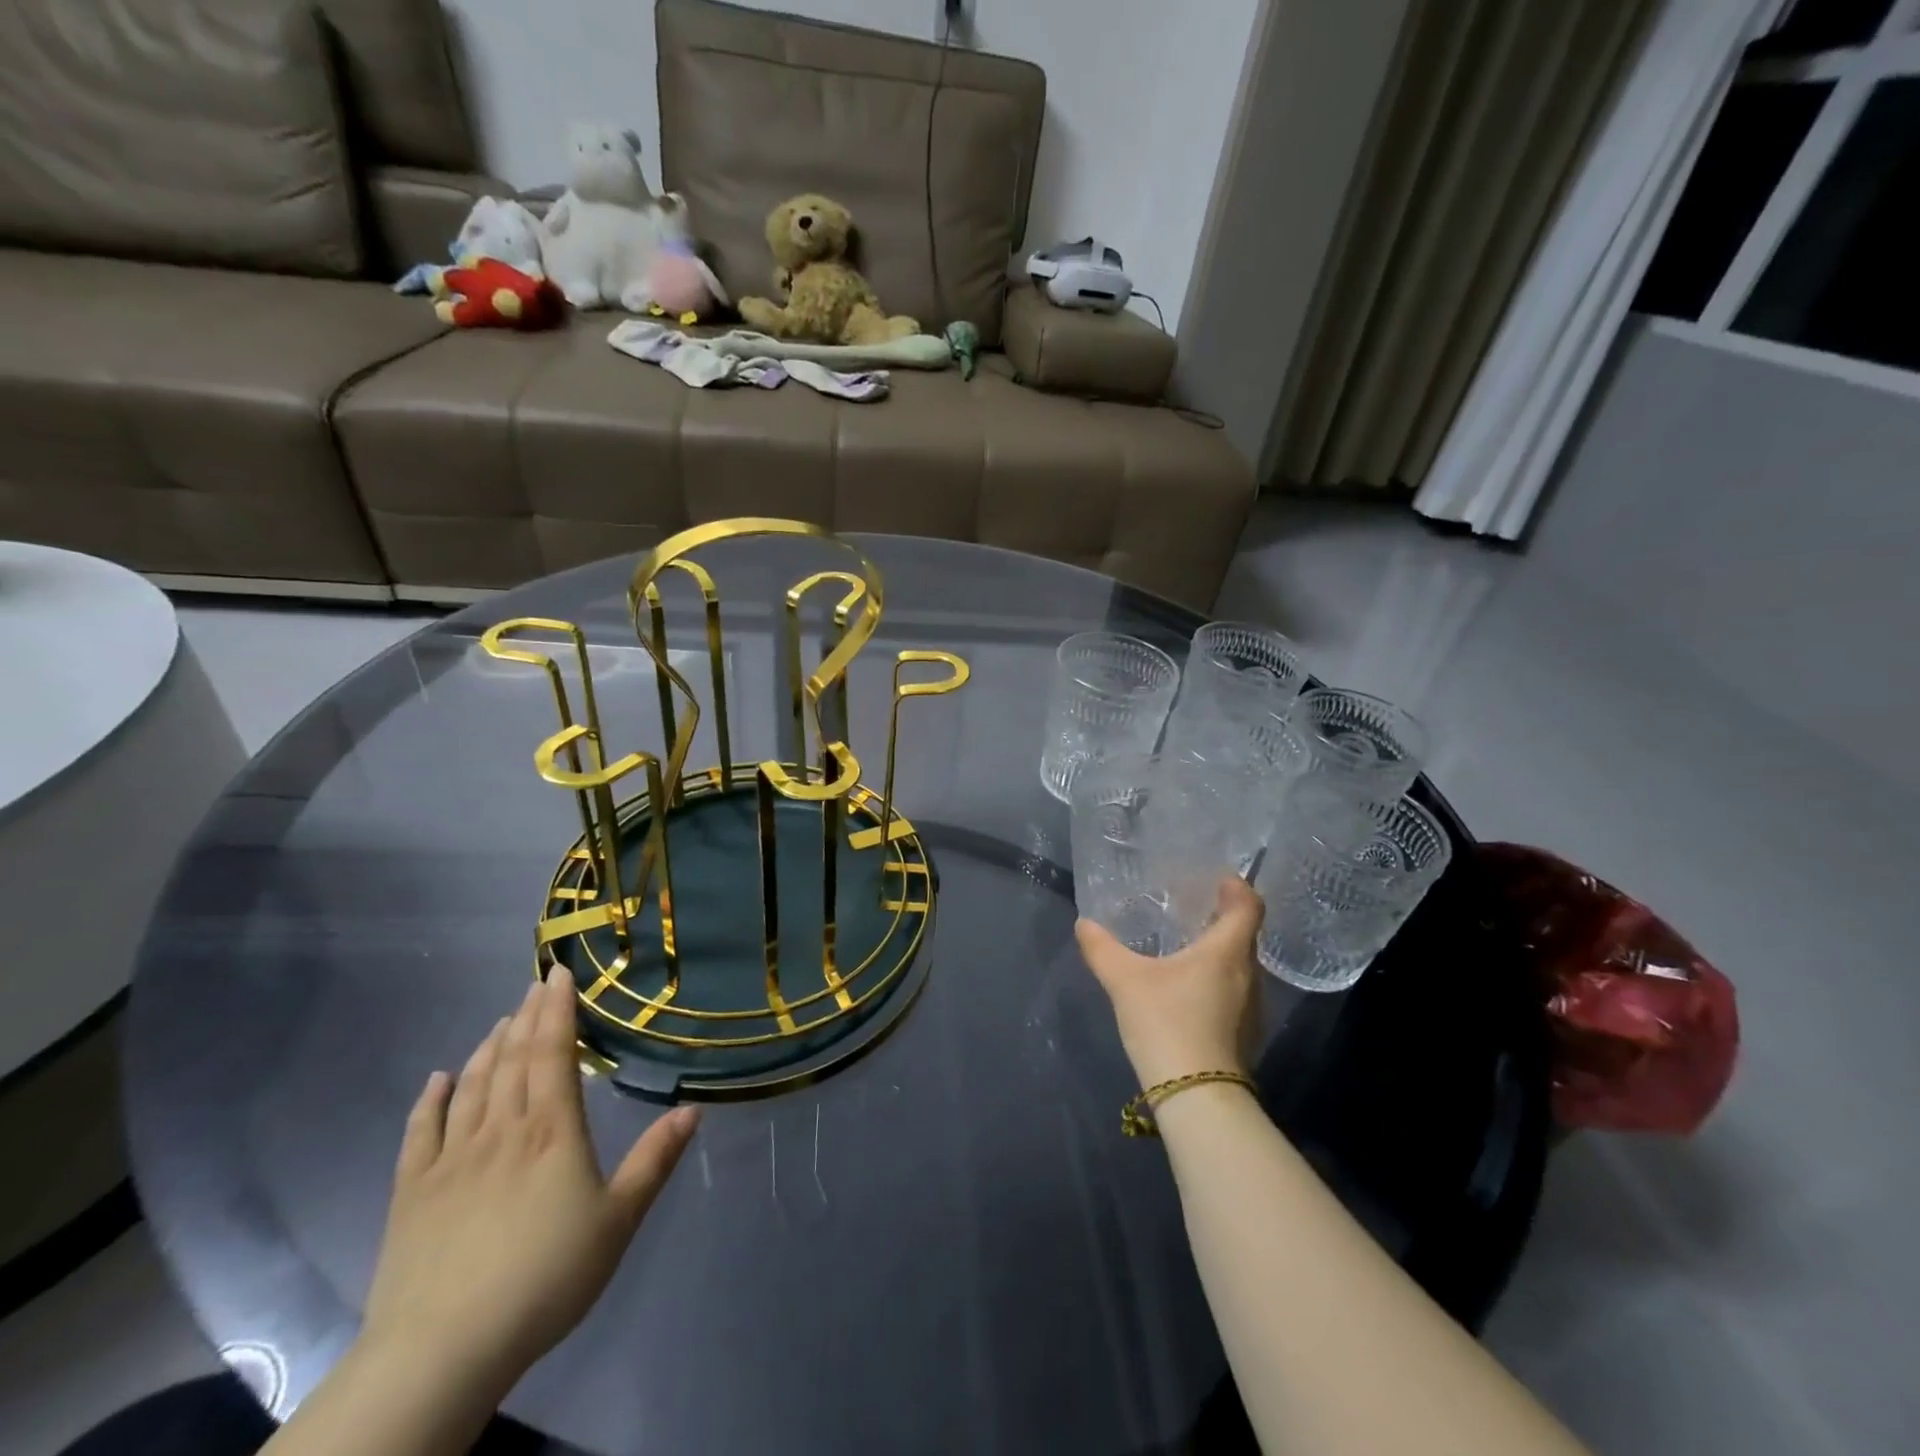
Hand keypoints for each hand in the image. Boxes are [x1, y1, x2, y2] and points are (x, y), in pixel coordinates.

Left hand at [360, 966, 697, 1395]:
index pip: (553, 1053)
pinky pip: (421, 1131)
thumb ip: (654, 1160)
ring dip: (488, 1048)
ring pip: (471, 1085)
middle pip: (513, 1059)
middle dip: (526, 1017)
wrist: (442, 1350)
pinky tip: (438, 1078)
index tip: (559, 974)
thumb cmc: (545, 1278)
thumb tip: (693, 1108)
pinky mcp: (412, 1191)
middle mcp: (501, 1130)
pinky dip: (430, 1099)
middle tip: (535, 985)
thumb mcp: (618, 1220)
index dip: (557, 1010)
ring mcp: (451, 1158)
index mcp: (551, 1131)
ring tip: (500, 1021)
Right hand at [1075, 876, 1264, 1088]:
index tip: (1218, 879)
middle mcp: (1248, 974)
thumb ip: (1102, 949)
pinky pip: (1235, 992)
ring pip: (1240, 966)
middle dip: (1222, 918)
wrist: (1197, 1097)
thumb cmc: (1167, 1023)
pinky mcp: (1244, 1035)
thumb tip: (1083, 924)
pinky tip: (1187, 989)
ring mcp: (1251, 1008)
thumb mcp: (1125, 981)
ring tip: (1186, 946)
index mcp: (1227, 951)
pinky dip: (1216, 979)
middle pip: (1244, 935)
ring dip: (1219, 951)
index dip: (1237, 887)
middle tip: (1191, 908)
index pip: (1248, 906)